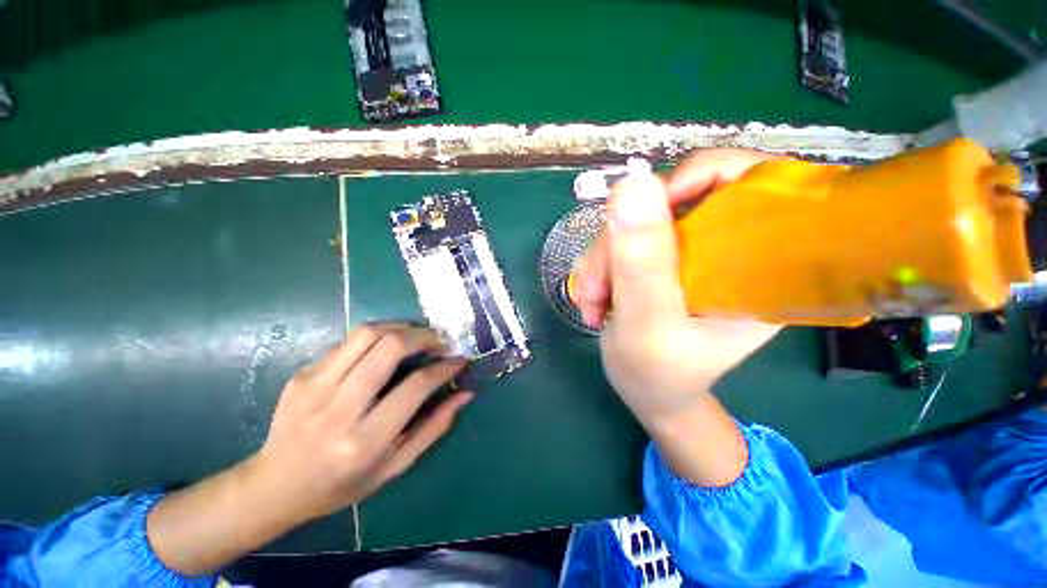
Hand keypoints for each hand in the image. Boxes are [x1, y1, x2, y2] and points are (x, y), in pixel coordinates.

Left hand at [255, 323, 471, 521]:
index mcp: (364, 441)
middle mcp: (338, 408)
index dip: (444, 367)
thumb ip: (434, 427)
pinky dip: (378, 335)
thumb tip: (464, 393)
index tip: (459, 360)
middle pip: (390, 347)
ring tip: (418, 336)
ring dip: (402, 327)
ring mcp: (315, 386)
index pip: (416, 386)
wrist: (274, 485)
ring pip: (368, 333)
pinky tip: (388, 345)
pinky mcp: (303, 373)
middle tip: (440, 341)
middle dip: (424, 336)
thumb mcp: (395, 466)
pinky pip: (349, 341)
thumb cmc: (341, 485)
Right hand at [573, 149, 781, 486]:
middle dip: (623, 240)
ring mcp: (690, 252)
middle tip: (598, 284)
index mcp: (758, 265)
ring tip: (592, 301)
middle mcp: (727, 249)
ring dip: (603, 258)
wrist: (648, 392)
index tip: (647, 211)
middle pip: (674, 202)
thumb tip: (631, 183)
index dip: (698, 176)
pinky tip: (593, 297)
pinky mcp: (662, 259)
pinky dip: (600, 265)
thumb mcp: (648, 324)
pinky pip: (623, 239)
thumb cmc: (659, 375)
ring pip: (637, 222)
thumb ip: (642, 262)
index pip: (752, 182)